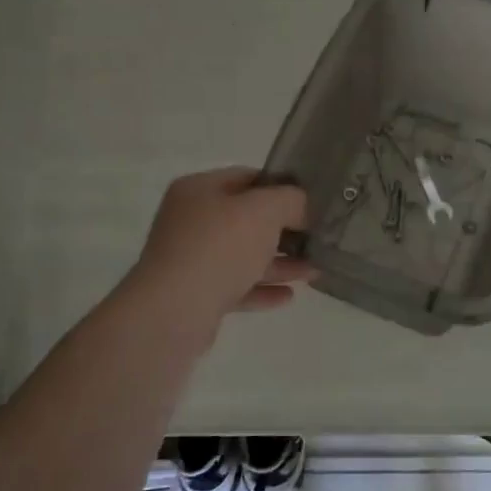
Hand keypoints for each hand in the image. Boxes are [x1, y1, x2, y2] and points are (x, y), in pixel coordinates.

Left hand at [123, 167, 315, 341]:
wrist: (174, 311)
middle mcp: (190, 221)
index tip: (311, 203)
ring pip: (243, 256)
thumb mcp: (264, 210)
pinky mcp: (195, 295)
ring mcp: (190, 259)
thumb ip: (291, 200)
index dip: (281, 188)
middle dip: (284, 231)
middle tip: (317, 239)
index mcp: (199, 190)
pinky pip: (236, 287)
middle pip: (246, 220)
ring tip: (314, 271)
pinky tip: (289, 296)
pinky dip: (262, 289)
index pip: (247, 178)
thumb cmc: (219, 248)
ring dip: (279, 263)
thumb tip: (301, 208)